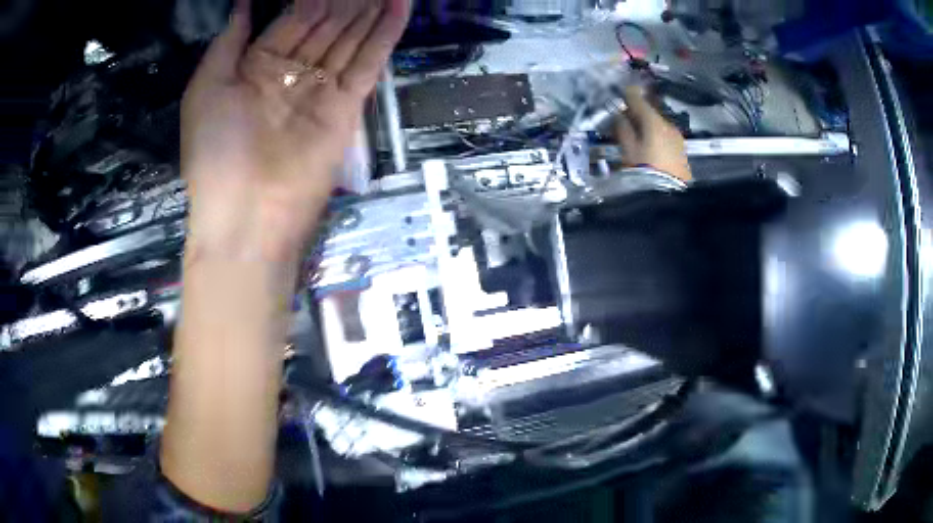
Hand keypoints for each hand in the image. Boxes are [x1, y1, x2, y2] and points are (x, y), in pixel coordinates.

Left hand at [182, 0, 409, 259]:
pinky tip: (400, 7)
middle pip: (325, 25)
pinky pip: (368, 63)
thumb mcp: (206, 88)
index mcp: (256, 68)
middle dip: (347, 0)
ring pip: (350, 39)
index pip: (292, 20)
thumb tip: (243, 4)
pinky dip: (385, 35)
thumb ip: (228, 42)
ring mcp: (321, 90)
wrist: (246, 214)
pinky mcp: (347, 107)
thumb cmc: (215, 151)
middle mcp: (291, 74)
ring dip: (369, 11)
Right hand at [615, 86, 690, 181]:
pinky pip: (667, 139)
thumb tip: (620, 115)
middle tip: (625, 120)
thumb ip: (623, 129)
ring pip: (660, 127)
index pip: (638, 100)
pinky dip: (658, 139)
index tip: (621, 91)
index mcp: (653, 122)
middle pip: (650, 114)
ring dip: (648, 128)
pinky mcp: (683, 153)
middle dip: (638, 115)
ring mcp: (678, 140)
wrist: (669, 198)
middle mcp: (668, 126)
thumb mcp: (627, 150)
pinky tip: (651, 150)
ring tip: (638, 137)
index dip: (628, 94)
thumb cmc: (644, 171)